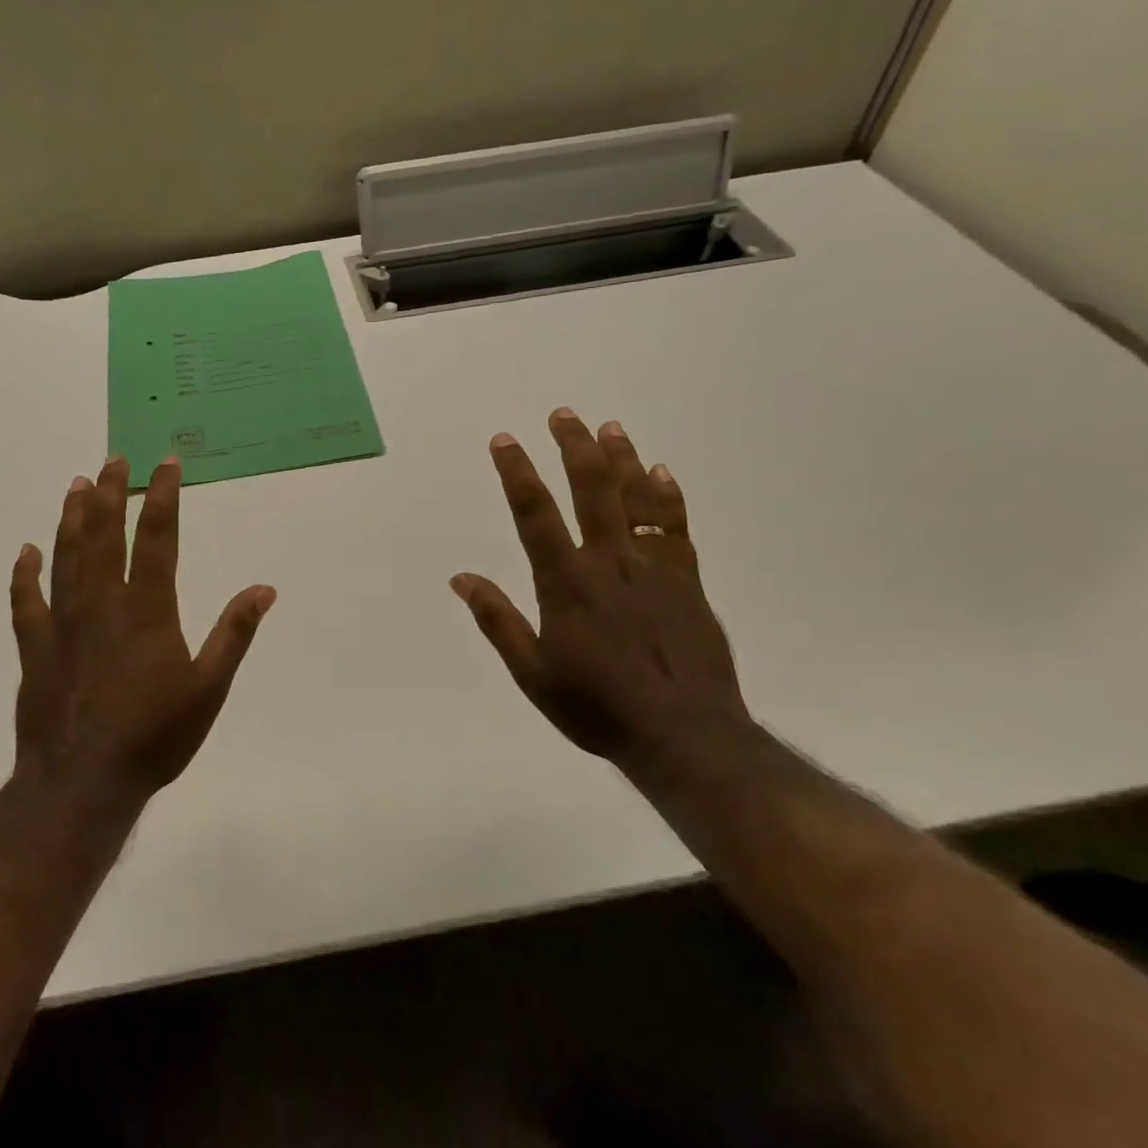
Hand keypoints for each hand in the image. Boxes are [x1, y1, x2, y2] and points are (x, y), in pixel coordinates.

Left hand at [10, 455, 275, 794]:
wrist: (83, 782)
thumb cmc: (155, 736)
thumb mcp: (209, 689)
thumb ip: (234, 634)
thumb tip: (264, 589)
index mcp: (147, 611)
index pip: (157, 538)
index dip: (163, 496)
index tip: (166, 463)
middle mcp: (102, 605)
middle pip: (104, 535)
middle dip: (109, 493)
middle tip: (112, 460)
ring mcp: (63, 624)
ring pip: (66, 557)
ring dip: (72, 518)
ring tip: (76, 485)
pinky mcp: (36, 649)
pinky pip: (26, 602)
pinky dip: (25, 574)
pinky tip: (26, 552)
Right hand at [450, 409, 752, 771]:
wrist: (682, 733)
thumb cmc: (596, 707)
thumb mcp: (532, 673)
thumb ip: (498, 621)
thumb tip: (462, 578)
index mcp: (566, 584)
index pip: (535, 514)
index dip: (517, 473)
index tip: (504, 440)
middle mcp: (609, 562)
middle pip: (591, 490)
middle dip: (574, 448)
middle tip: (563, 414)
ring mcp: (653, 568)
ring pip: (636, 498)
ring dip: (621, 459)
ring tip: (609, 427)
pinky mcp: (686, 580)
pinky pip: (675, 525)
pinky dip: (667, 495)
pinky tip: (660, 472)